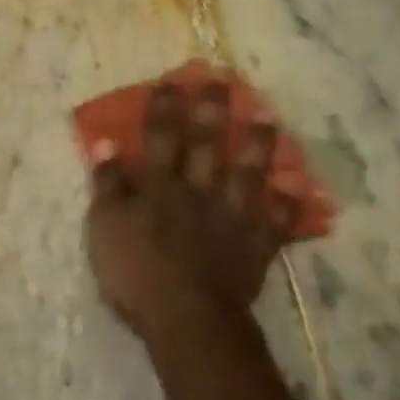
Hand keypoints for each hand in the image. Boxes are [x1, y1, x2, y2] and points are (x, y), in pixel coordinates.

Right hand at [84, 77, 296, 342]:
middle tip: (225, 82)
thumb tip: (107, 144)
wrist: (186, 317)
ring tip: (268, 119)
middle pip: (208, 145)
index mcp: (160, 186)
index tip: (172, 81)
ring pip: (249, 173)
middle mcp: (200, 191)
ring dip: (258, 146)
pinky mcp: (255, 245)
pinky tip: (295, 190)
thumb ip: (107, 185)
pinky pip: (276, 221)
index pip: (161, 137)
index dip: (165, 108)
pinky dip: (287, 206)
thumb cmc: (135, 272)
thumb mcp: (104, 228)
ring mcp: (233, 216)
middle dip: (214, 112)